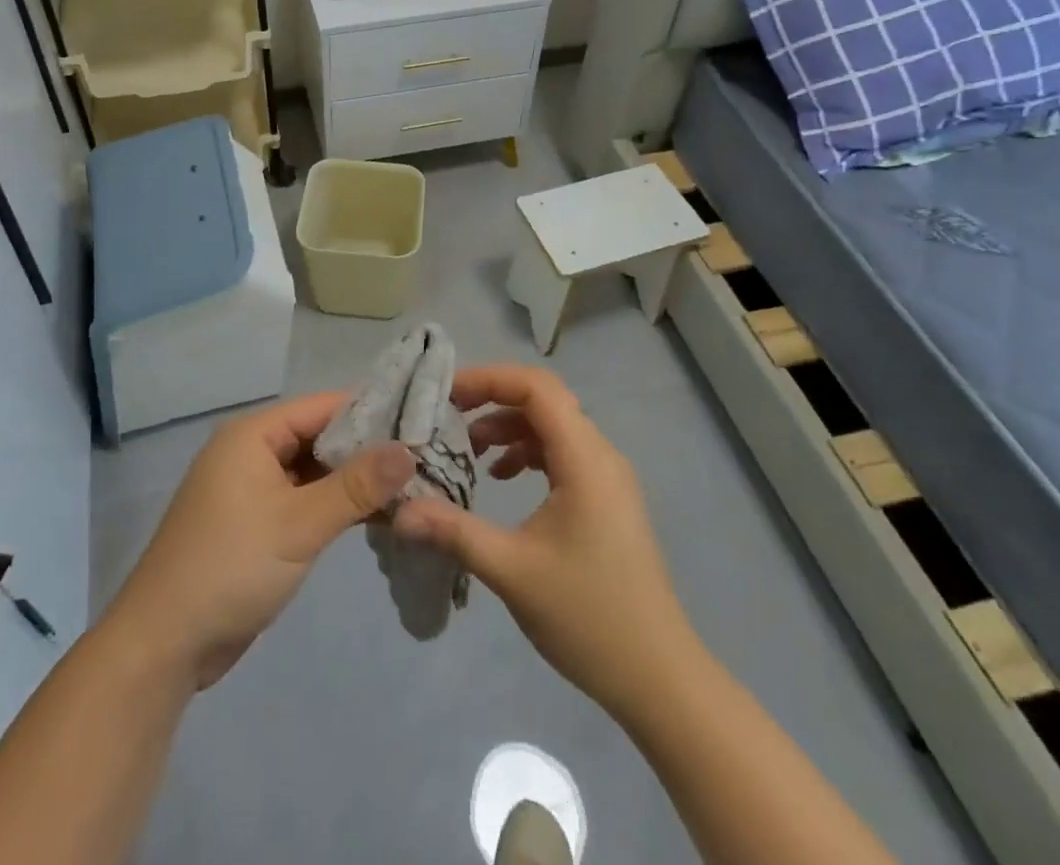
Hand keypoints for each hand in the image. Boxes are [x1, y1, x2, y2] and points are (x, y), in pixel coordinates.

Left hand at [104, 392, 413, 689]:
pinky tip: (375, 516)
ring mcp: (250, 488)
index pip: (321, 406)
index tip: (419, 421)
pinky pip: (302, 499)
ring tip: (410, 486)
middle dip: (365, 449)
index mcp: (253, 435)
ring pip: (312, 471)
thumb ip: (355, 486)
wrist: (165, 643)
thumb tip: (408, 449)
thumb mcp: (300, 524)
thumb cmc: (231, 567)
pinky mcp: (254, 523)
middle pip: (317, 437)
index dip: (369, 412)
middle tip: (422, 458)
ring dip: (352, 481)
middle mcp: (250, 451)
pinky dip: (333, 505)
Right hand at [393, 365, 687, 719]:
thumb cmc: (589, 618)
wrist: (660, 679)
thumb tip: (400, 510)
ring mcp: (608, 478)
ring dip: (509, 427)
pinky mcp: (606, 500)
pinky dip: (528, 452)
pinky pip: (563, 453)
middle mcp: (601, 456)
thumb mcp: (512, 571)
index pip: (537, 388)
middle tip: (448, 415)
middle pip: (544, 400)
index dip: (489, 379)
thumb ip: (454, 530)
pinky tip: (503, 478)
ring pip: (553, 426)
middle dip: (493, 399)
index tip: (446, 394)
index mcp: (586, 460)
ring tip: (470, 450)